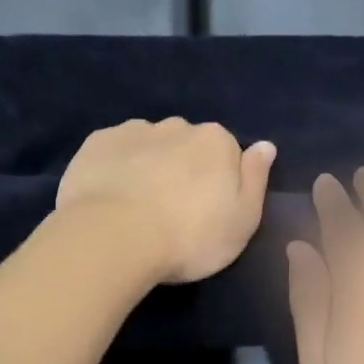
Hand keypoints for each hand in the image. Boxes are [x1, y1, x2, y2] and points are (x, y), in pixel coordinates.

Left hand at [57, 118, 276, 283]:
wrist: (113, 237)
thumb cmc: (189, 237)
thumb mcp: (242, 220)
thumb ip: (256, 179)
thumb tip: (266, 146)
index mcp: (217, 141)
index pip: (226, 152)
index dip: (218, 181)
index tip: (207, 210)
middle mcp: (178, 126)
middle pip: (186, 145)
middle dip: (182, 168)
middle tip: (172, 210)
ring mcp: (134, 131)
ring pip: (149, 145)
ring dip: (148, 165)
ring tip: (137, 206)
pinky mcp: (97, 143)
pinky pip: (114, 151)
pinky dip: (115, 167)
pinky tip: (109, 196)